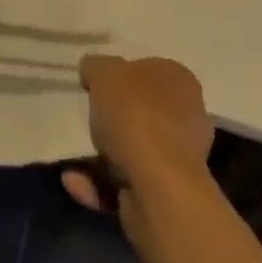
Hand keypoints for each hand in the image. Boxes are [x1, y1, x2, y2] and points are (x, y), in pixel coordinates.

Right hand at [63, 54, 213, 212]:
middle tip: (87, 119)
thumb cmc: (135, 115)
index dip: (120, 76)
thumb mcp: (103, 72)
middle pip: (140, 112)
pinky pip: (127, 182)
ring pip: (132, 150)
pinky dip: (100, 182)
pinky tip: (76, 180)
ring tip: (74, 156)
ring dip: (100, 155)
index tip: (95, 86)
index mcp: (179, 80)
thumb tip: (92, 71)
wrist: (159, 189)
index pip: (148, 69)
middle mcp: (187, 117)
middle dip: (111, 119)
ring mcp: (180, 160)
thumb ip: (95, 67)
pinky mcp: (167, 195)